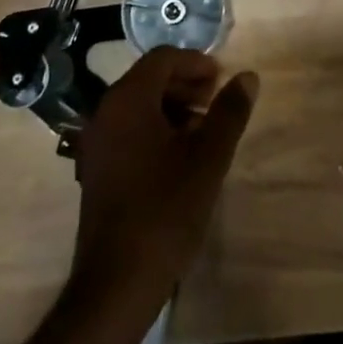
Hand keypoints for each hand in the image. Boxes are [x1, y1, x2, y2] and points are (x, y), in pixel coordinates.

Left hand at [72, 46, 258, 308]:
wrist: (115, 285)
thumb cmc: (165, 211)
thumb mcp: (208, 158)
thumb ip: (229, 112)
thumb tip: (247, 76)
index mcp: (129, 99)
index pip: (163, 58)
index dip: (196, 63)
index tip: (222, 80)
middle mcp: (106, 111)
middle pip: (148, 78)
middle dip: (185, 84)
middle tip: (216, 102)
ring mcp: (96, 142)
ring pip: (138, 105)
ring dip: (172, 107)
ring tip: (203, 130)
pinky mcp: (95, 170)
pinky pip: (127, 130)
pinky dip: (154, 129)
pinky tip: (178, 158)